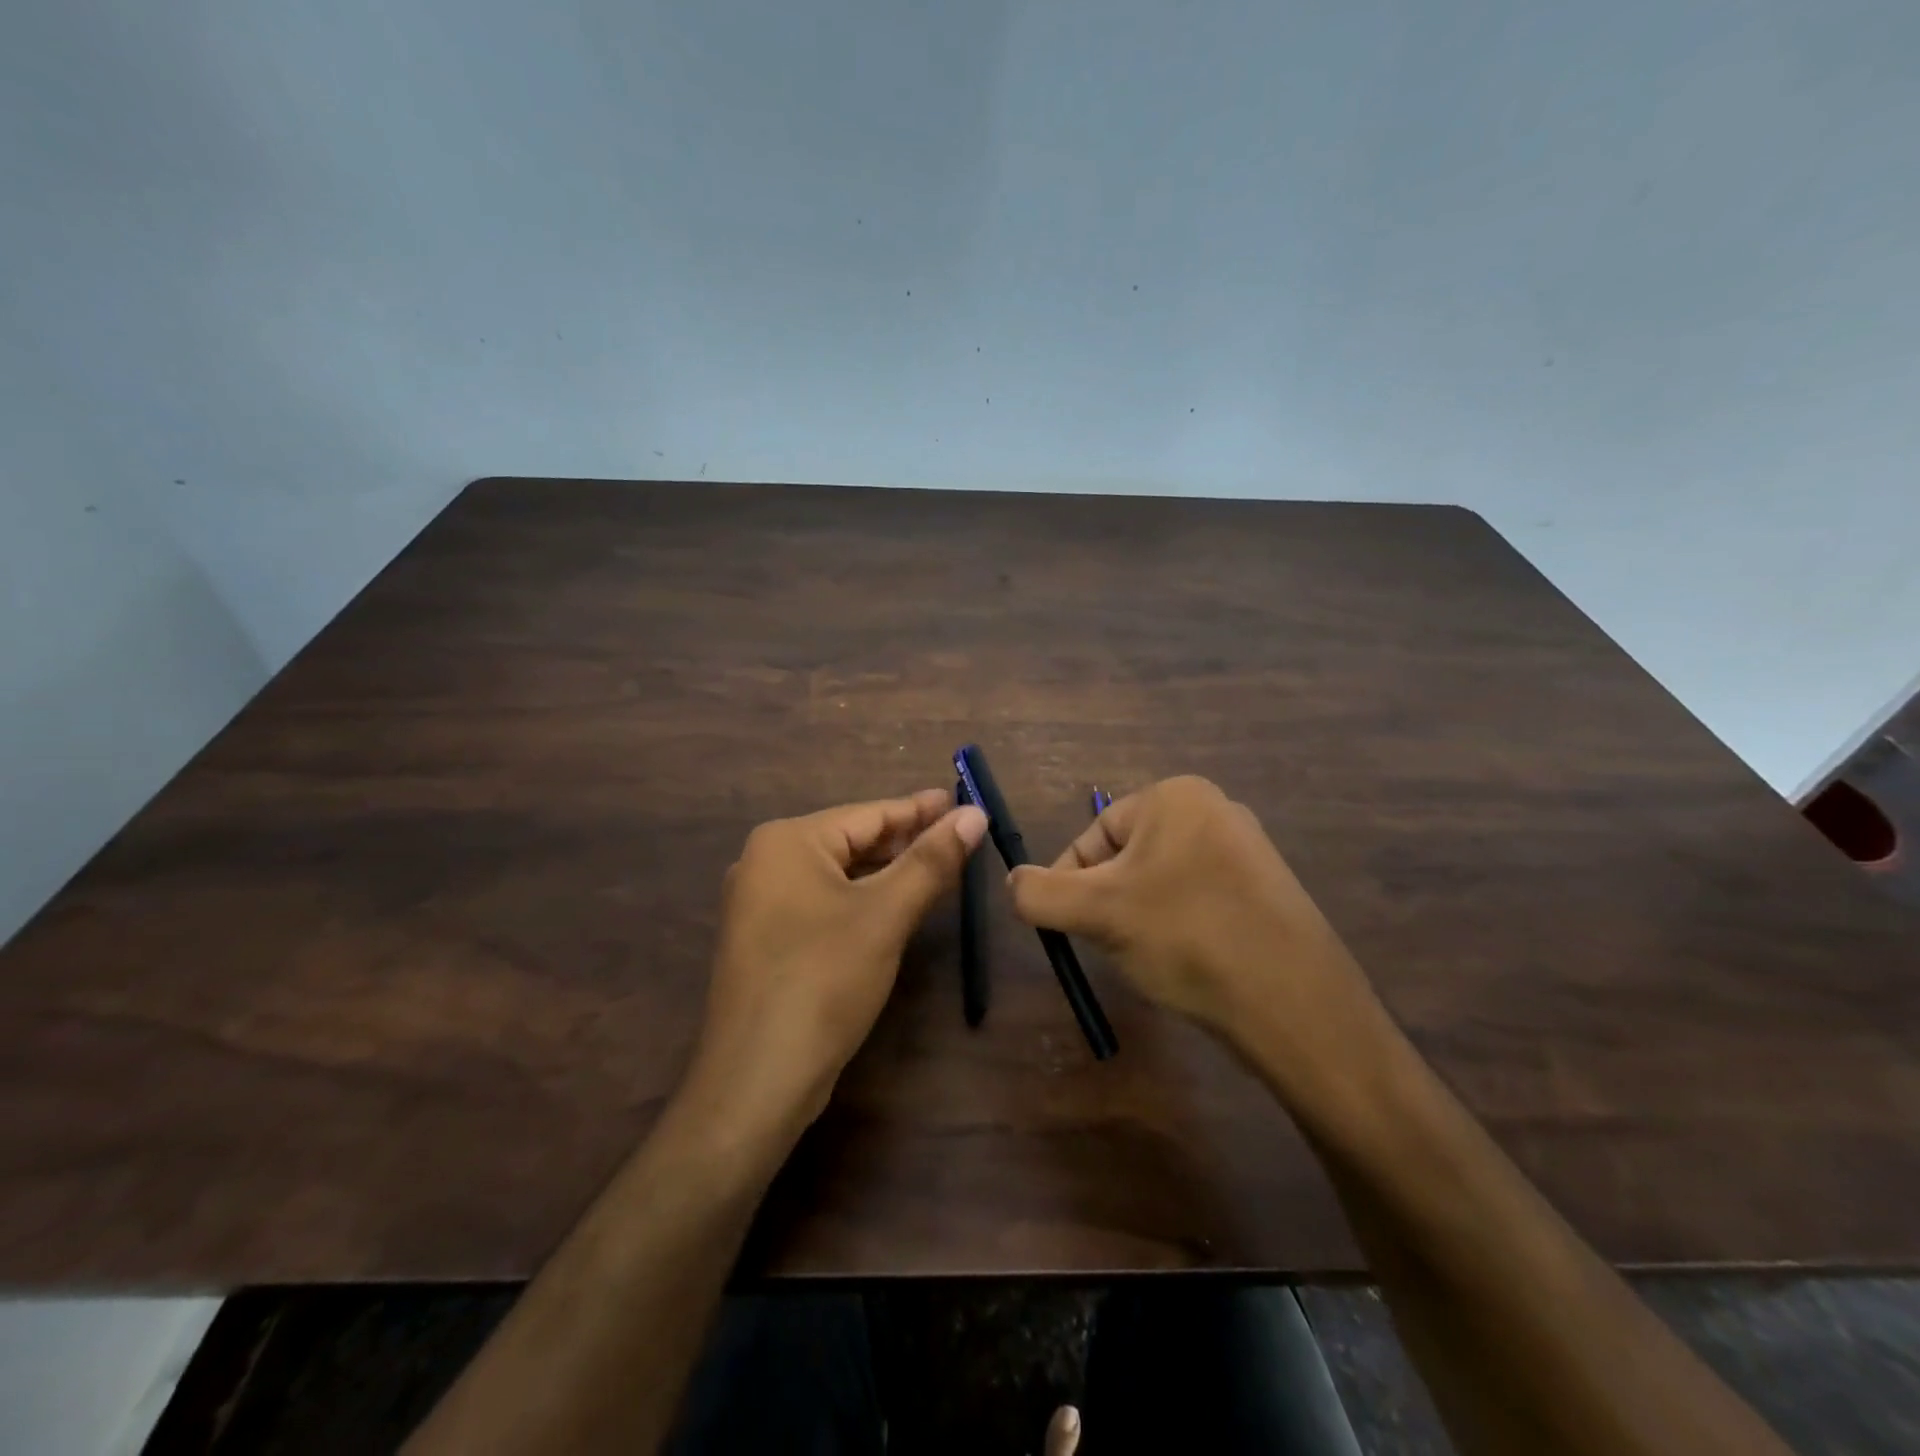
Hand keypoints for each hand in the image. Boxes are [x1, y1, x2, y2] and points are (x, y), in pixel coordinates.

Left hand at [682, 789, 988, 1137]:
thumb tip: (974, 814)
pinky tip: (897, 905)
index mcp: (787, 841)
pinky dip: (864, 899)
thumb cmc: (823, 981)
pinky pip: (826, 902)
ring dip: (889, 871)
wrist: (757, 1079)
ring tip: (940, 866)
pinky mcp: (767, 939)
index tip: (965, 802)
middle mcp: (767, 862)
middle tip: (961, 836)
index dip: (922, 809)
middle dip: (907, 840)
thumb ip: (931, 860)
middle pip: (853, 840)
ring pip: (841, 874)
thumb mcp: (885, 915)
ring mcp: (762, 903)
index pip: (869, 814)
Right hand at [1006, 777, 1381, 1095]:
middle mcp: (1215, 808)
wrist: (1293, 1003)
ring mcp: (1247, 849)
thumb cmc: (1186, 937)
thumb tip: (1013, 882)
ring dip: (1141, 919)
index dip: (1072, 884)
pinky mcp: (1265, 890)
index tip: (1075, 929)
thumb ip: (1038, 893)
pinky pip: (1198, 899)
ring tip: (1155, 957)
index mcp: (1175, 796)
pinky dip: (1180, 928)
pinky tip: (1190, 962)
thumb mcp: (1096, 913)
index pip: (1094, 835)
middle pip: (1126, 858)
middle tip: (1116, 945)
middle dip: (1110, 903)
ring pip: (1160, 882)